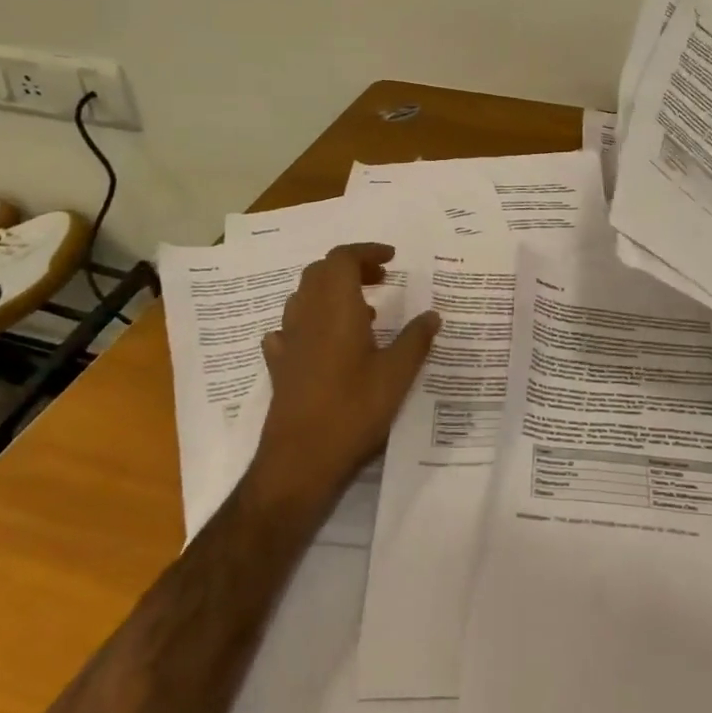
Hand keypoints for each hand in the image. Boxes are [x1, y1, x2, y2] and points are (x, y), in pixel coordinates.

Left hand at [249, 243, 440, 510]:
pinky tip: (323, 342)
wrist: (301, 461)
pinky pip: (289, 329)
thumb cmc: (353, 410)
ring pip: (304, 297)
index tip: (392, 258)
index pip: (342, 259)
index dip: (366, 252)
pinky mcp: (279, 366)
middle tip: (382, 280)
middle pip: (321, 272)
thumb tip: (432, 314)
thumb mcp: (397, 375)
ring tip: (362, 311)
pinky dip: (309, 323)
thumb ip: (416, 340)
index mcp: (336, 308)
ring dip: (331, 292)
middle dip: (351, 268)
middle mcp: (307, 316)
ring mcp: (288, 341)